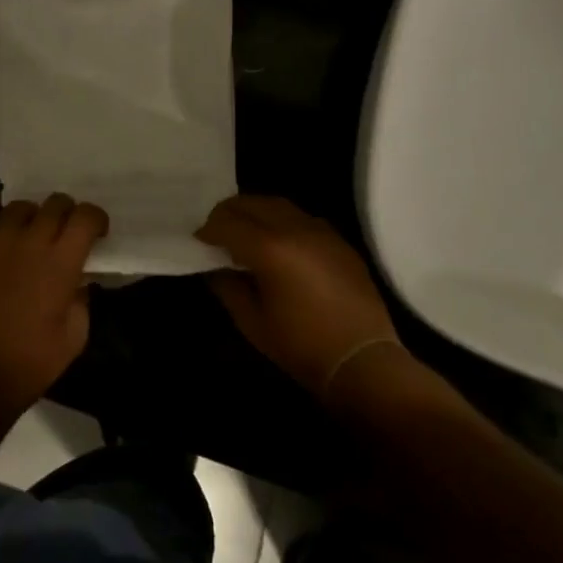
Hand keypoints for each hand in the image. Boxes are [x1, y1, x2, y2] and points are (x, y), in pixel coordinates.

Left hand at [0, 190, 107, 415]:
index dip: (95, 219)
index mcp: (61, 262)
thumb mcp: (75, 336)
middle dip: (66, 213)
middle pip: (54, 204)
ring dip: (30, 214)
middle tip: (63, 231)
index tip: (95, 231)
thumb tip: (79, 278)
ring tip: (28, 229)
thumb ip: (82, 298)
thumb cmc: (31, 363)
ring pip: (18, 206)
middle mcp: (30, 243)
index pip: (85, 216)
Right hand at [197, 196, 405, 400]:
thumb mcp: (253, 323)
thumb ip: (228, 287)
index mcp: (270, 248)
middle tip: (217, 231)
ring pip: (278, 204)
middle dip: (229, 212)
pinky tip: (279, 242)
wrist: (363, 360)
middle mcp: (295, 228)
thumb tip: (215, 267)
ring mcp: (321, 230)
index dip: (208, 229)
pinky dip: (282, 220)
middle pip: (252, 202)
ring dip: (256, 211)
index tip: (199, 241)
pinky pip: (302, 217)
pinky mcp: (339, 239)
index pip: (227, 222)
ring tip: (245, 231)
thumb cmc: (302, 347)